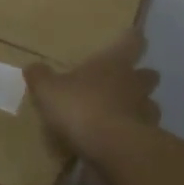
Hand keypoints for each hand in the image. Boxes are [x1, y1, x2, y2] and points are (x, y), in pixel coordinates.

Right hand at [25, 30, 161, 159]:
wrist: (113, 149)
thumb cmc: (81, 108)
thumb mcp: (48, 90)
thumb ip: (40, 77)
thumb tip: (33, 66)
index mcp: (114, 63)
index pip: (132, 42)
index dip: (131, 38)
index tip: (132, 35)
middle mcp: (135, 84)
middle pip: (148, 75)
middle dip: (140, 77)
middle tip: (125, 81)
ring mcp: (146, 113)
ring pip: (150, 105)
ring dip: (139, 107)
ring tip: (122, 115)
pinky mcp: (148, 141)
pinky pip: (143, 133)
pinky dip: (134, 135)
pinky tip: (118, 142)